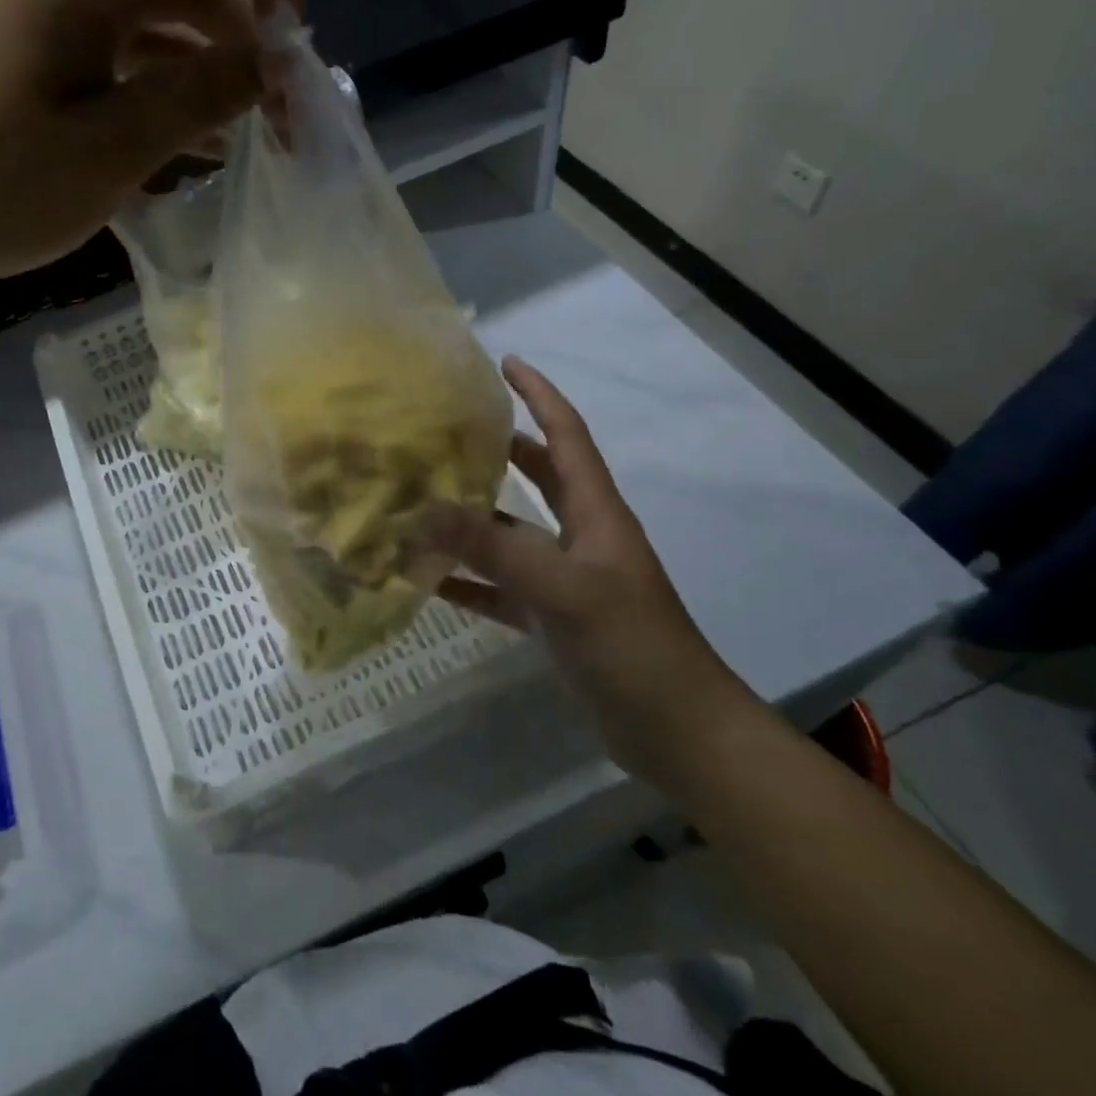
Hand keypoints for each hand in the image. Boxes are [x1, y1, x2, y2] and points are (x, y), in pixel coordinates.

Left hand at [0, 0, 303, 298]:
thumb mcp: (110, 151)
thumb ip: (197, 98)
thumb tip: (270, 62)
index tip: (296, 45)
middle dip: (244, 30)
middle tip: (276, 109)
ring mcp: (41, 18)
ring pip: (151, 16)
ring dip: (205, 64)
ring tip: (241, 133)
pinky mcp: (30, 59)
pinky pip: (114, 54)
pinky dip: (159, 87)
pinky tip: (187, 143)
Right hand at [422, 356, 761, 785]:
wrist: (677, 733)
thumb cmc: (633, 647)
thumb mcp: (564, 590)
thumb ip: (495, 548)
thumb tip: (424, 511)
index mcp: (595, 512)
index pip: (566, 435)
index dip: (539, 395)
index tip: (505, 362)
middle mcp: (579, 535)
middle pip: (537, 475)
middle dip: (498, 448)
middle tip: (444, 430)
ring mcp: (564, 578)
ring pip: (509, 532)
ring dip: (469, 519)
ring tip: (418, 500)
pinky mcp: (550, 618)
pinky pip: (498, 587)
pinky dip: (465, 580)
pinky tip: (423, 579)